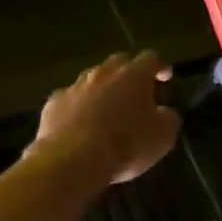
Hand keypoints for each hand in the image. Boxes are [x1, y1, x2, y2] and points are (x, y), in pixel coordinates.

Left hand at [31, 51, 179, 185]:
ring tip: (106, 109)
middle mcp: (103, 73)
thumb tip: (165, 112)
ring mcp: (74, 86)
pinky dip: (77, 107)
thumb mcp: (163, 137)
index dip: (160, 67)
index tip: (165, 77)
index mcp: (133, 75)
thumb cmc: (125, 145)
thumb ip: (168, 118)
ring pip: (91, 79)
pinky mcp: (53, 104)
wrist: (71, 161)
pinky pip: (70, 100)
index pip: (151, 59)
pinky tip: (79, 125)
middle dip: (129, 73)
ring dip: (102, 89)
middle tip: (136, 91)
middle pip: (119, 62)